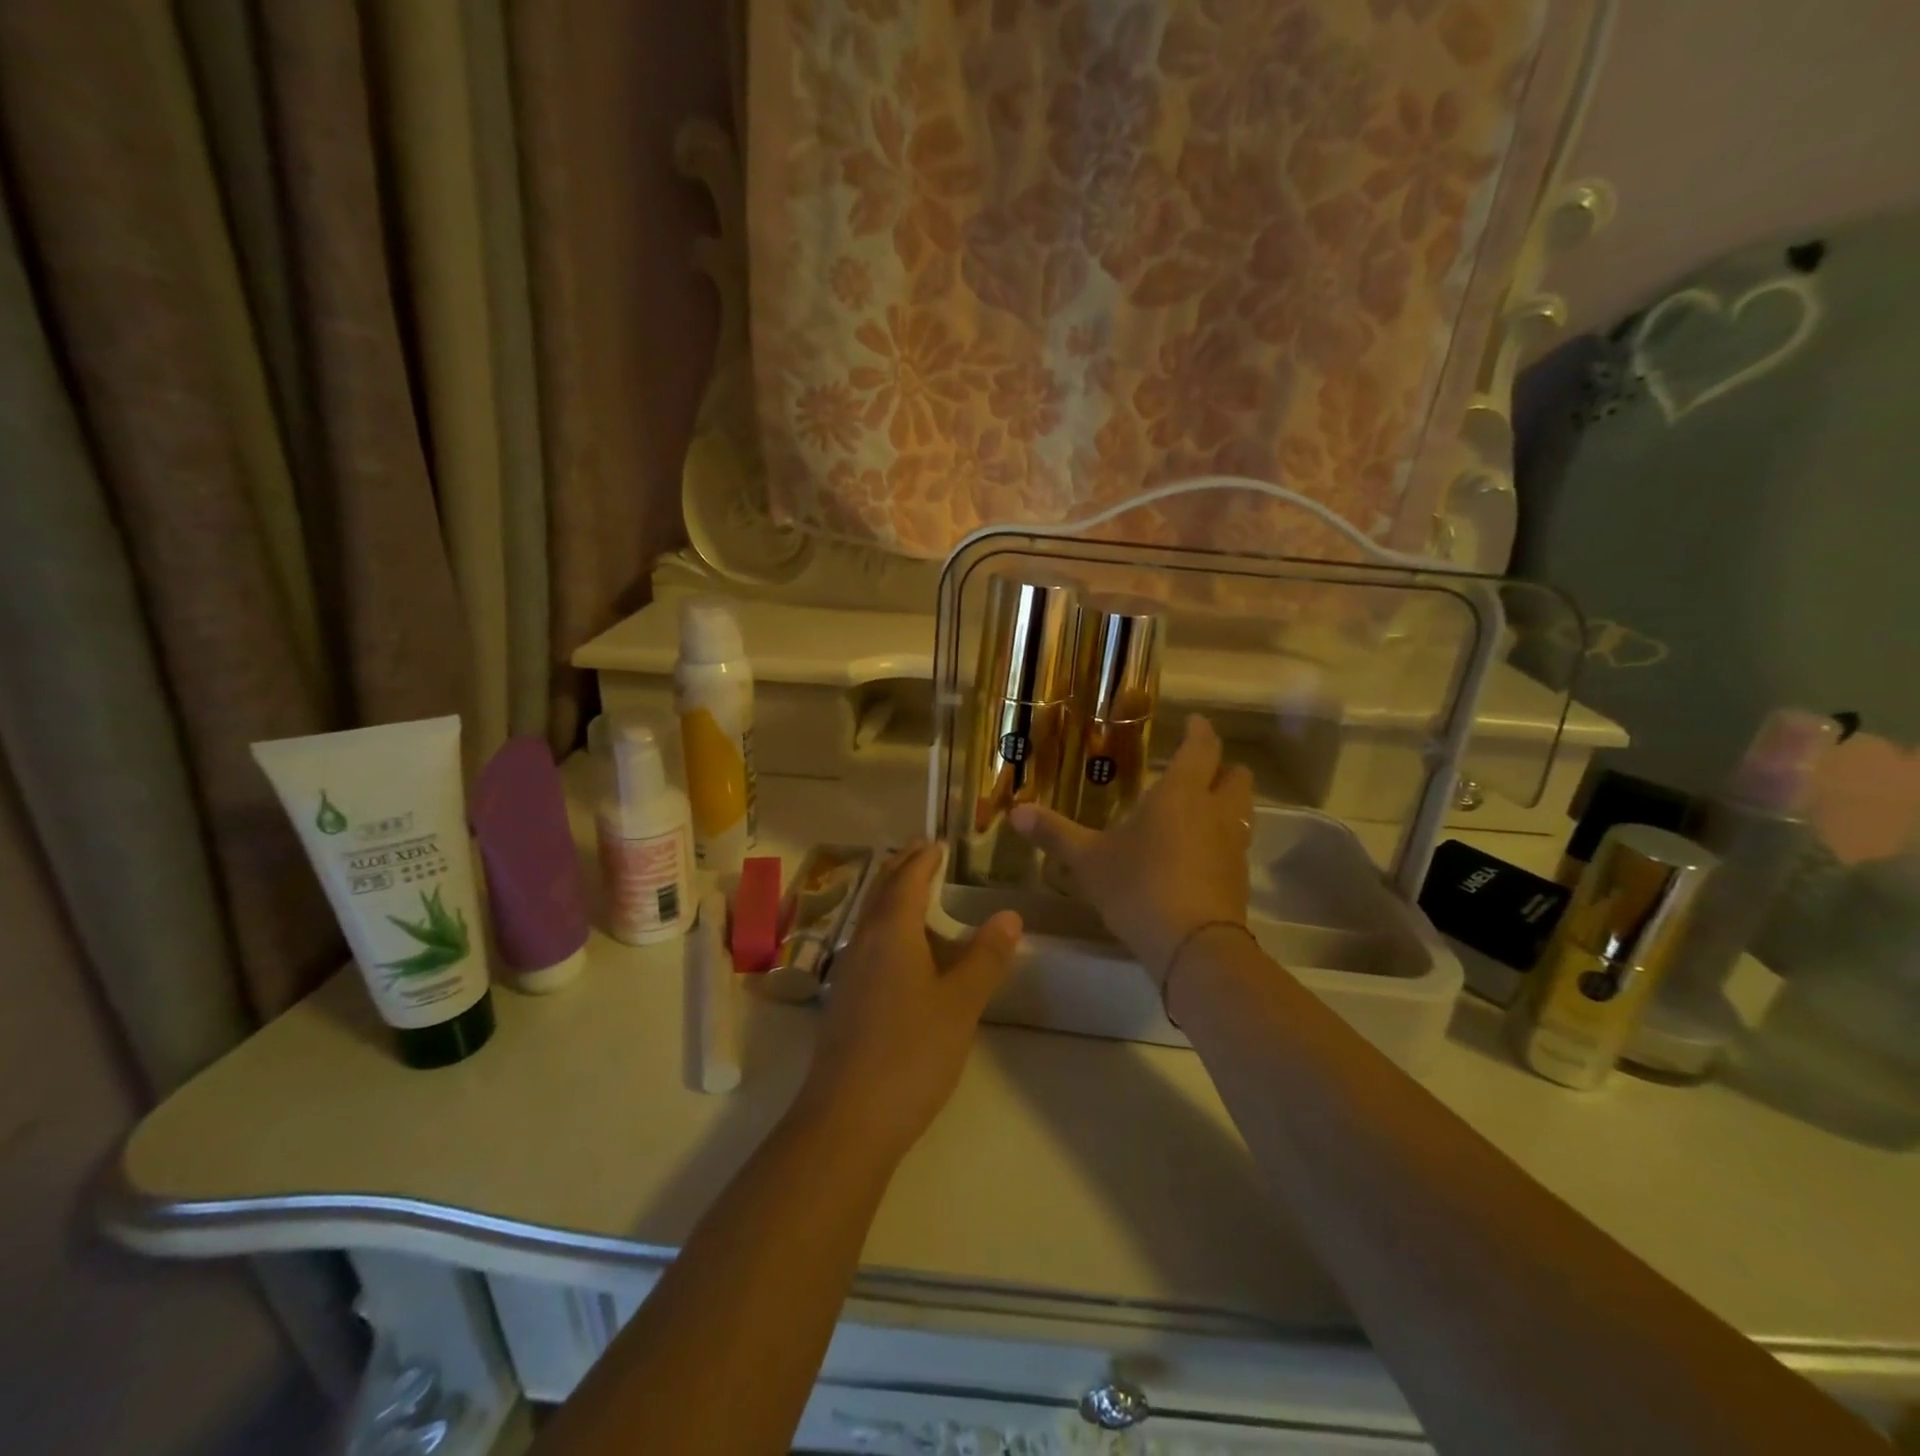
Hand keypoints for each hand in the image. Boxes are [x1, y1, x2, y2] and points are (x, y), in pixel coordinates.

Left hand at [797, 842, 1021, 1160]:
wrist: (847, 1117)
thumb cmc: (911, 1052)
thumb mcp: (961, 1003)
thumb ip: (985, 957)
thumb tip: (1010, 915)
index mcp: (892, 932)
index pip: (908, 880)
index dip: (924, 859)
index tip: (937, 842)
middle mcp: (865, 942)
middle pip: (882, 891)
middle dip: (902, 867)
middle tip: (921, 850)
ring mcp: (850, 971)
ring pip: (870, 917)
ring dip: (891, 895)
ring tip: (912, 889)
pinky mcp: (845, 999)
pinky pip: (867, 942)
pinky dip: (885, 926)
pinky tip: (898, 949)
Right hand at [1011, 715, 1252, 981]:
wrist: (1193, 947)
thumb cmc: (1139, 886)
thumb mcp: (1088, 860)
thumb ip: (1055, 833)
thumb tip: (1015, 811)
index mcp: (1182, 794)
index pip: (1202, 748)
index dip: (1201, 731)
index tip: (1196, 721)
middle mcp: (1216, 812)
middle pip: (1237, 776)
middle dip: (1222, 767)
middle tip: (1197, 770)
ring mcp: (1233, 848)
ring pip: (1241, 812)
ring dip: (1225, 804)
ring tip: (1195, 811)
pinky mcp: (1238, 881)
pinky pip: (1235, 847)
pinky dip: (1220, 841)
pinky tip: (1195, 856)